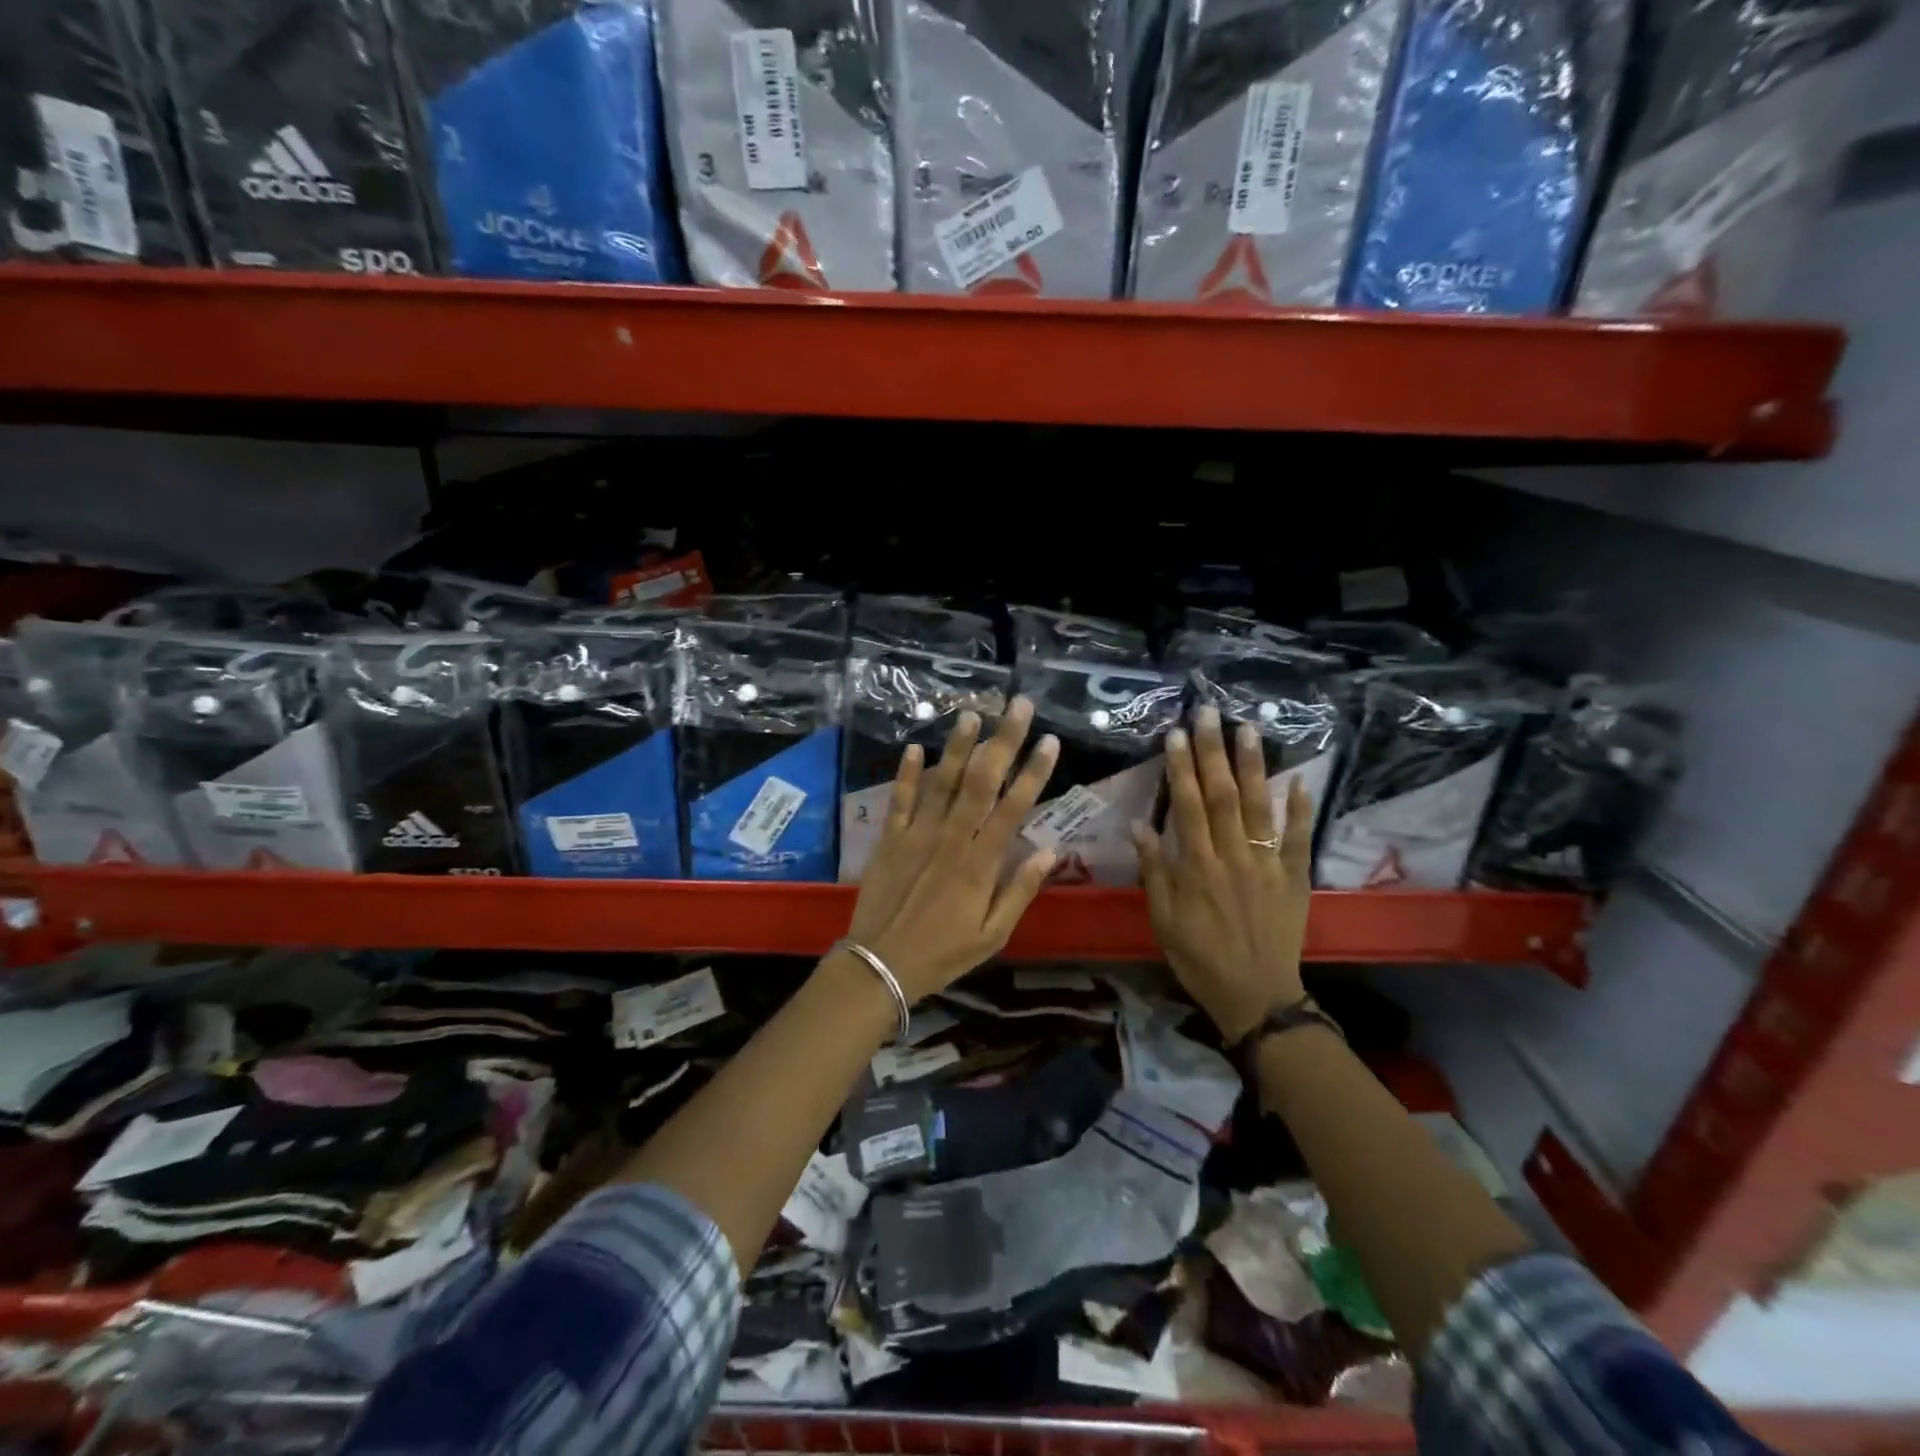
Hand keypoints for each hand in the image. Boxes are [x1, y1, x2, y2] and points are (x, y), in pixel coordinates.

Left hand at [843, 697, 1059, 1001]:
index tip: (1050, 741)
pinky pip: (899, 800)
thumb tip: (1050, 851)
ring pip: (941, 782)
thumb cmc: (943, 954)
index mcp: (981, 863)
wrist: (880, 965)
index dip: (1033, 772)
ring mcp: (917, 834)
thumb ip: (1020, 891)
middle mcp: (951, 838)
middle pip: (981, 782)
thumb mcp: (993, 935)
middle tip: (1018, 706)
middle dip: (1002, 741)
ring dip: (957, 746)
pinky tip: (912, 747)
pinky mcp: (889, 838)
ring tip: (970, 714)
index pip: (1013, 807)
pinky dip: (905, 773)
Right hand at [1132, 705, 1312, 1043]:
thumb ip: (1154, 872)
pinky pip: (1298, 839)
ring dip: (1254, 766)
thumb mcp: (1164, 920)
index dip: (1181, 769)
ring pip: (1260, 807)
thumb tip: (1140, 826)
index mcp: (1198, 867)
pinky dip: (1300, 810)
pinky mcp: (1294, 878)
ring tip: (1249, 729)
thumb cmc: (1199, 957)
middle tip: (1209, 714)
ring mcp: (1267, 865)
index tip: (1176, 735)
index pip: (1188, 807)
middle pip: (1223, 796)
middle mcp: (1233, 857)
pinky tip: (1299, 779)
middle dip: (1214, 752)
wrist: (1256, 995)